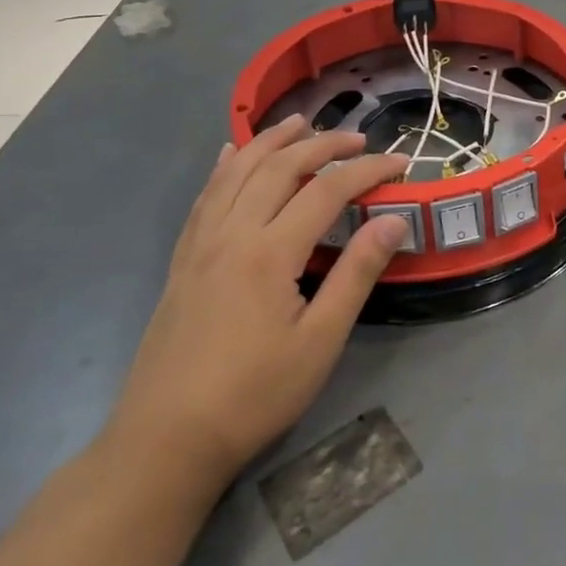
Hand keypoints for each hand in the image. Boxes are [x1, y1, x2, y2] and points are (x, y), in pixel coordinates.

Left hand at [105, 115, 409, 489]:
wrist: (164, 442)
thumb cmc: (253, 396)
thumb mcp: (319, 342)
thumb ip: (356, 275)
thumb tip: (393, 222)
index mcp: (269, 252)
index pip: (326, 190)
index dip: (367, 170)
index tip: (401, 162)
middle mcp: (232, 234)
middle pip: (279, 168)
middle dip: (321, 144)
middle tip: (357, 138)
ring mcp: (200, 246)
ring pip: (236, 173)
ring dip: (270, 142)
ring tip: (298, 123)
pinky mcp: (183, 262)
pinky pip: (204, 198)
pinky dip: (223, 169)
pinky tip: (229, 156)